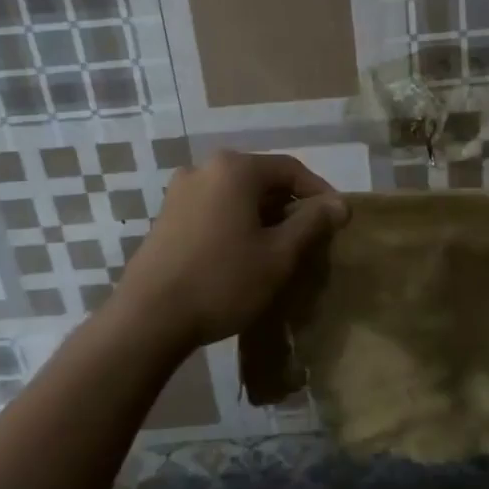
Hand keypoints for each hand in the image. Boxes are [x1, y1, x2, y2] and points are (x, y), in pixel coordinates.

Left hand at [113, 151, 346, 350]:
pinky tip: (242, 255)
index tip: (336, 222)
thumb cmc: (222, 281)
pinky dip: (235, 224)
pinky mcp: (166, 216)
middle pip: (262, 180)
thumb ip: (312, 223)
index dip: (319, 193)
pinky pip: (214, 209)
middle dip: (289, 207)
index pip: (291, 169)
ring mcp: (179, 192)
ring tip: (278, 250)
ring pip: (236, 196)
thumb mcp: (278, 255)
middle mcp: (204, 168)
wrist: (147, 320)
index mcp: (234, 168)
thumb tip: (341, 203)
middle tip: (309, 239)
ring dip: (262, 217)